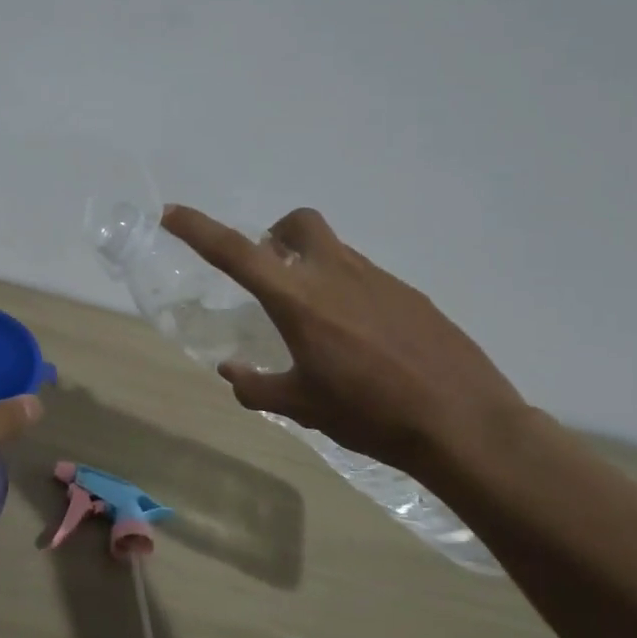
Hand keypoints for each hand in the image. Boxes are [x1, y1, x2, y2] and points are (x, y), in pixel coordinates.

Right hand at [162, 206, 526, 476]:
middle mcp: (336, 275)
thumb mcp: (304, 408)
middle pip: (299, 223)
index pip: (237, 252)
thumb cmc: (371, 415)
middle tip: (272, 275)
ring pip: (334, 250)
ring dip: (312, 267)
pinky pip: (366, 277)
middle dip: (276, 235)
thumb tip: (231, 372)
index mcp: (300, 300)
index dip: (199, 229)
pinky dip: (348, 292)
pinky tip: (361, 339)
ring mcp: (379, 280)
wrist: (464, 424)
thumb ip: (258, 387)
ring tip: (318, 323)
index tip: (172, 213)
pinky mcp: (409, 294)